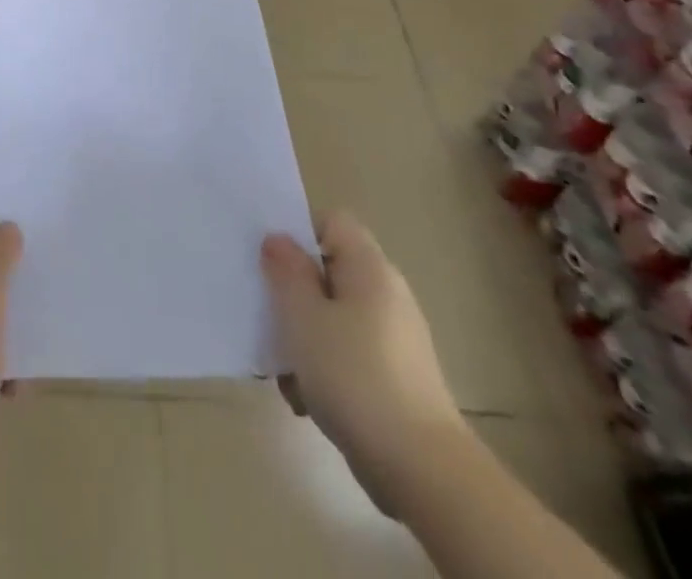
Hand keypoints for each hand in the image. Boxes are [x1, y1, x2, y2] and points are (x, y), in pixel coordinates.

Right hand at [262, 211, 469, 512]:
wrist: (422, 469)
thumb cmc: (354, 376)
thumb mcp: (303, 317)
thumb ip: (286, 271)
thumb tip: (278, 239)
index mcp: (369, 268)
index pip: (332, 221)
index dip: (299, 232)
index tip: (272, 263)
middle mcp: (387, 294)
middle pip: (330, 271)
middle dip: (295, 293)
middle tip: (269, 315)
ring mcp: (395, 338)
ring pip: (335, 317)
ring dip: (305, 337)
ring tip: (285, 371)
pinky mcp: (396, 377)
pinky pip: (349, 354)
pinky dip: (326, 369)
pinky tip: (307, 400)